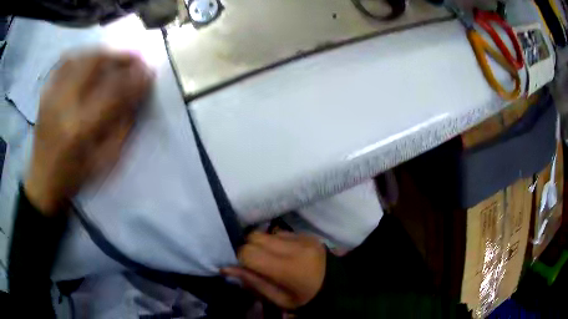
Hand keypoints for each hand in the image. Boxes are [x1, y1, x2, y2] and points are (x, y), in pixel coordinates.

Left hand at [24, 51, 152, 215]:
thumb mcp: (104, 161)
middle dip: (119, 55)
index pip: (113, 91)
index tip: (150, 71)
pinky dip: (81, 56)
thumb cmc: (75, 178)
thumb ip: (122, 127)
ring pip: (79, 57)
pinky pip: (64, 63)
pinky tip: (89, 60)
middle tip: (134, 57)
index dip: (134, 78)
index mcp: (80, 129)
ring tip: (113, 57)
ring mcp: (51, 96)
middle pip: (94, 63)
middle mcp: (64, 105)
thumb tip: (137, 96)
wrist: (43, 183)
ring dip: (101, 53)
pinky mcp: (45, 94)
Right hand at [222, 231, 325, 309]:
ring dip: (261, 244)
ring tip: (269, 258)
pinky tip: (282, 253)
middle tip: (254, 262)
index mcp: (288, 268)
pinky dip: (274, 241)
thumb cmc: (305, 299)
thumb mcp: (278, 299)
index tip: (243, 267)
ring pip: (266, 232)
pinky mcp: (307, 234)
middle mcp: (295, 247)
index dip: (240, 258)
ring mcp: (303, 238)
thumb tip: (225, 267)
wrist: (336, 288)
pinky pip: (281, 232)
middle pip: (254, 236)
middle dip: (248, 248)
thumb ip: (252, 282)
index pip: (248, 252)